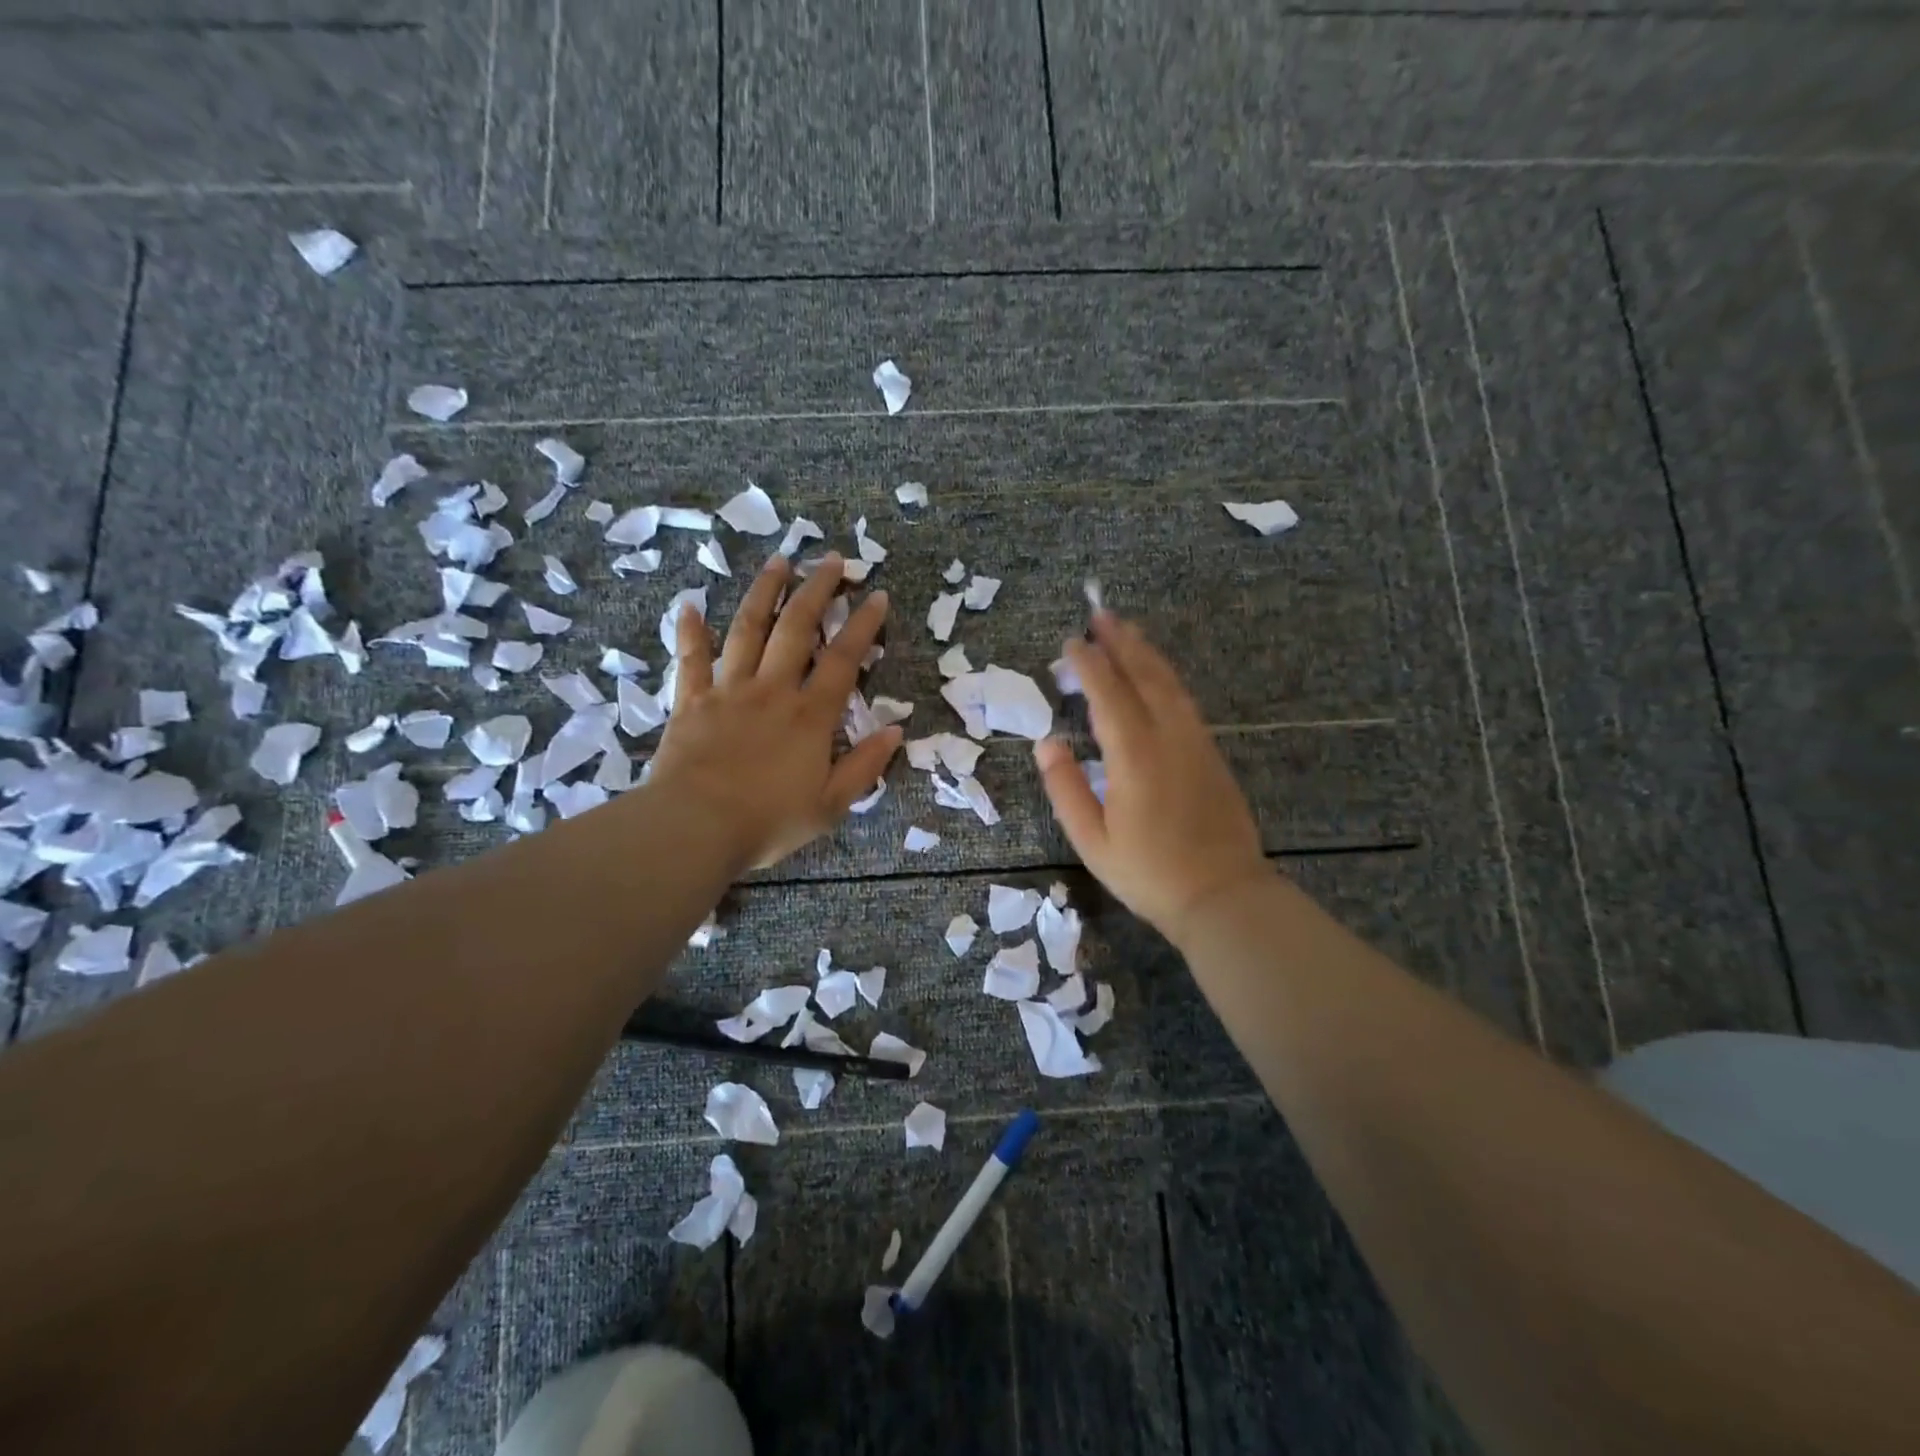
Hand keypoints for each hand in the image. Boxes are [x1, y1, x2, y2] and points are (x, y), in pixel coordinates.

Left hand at [647, 552, 902, 871]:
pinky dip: (690, 631)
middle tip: (829, 559)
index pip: (843, 660)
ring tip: (778, 561)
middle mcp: (772, 691)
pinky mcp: (691, 701)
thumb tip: (896, 731)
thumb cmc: (767, 821)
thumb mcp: (830, 805)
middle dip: (816, 590)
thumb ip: (864, 766)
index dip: (862, 625)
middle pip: (797, 628)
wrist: (695, 828)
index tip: (875, 595)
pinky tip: (689, 604)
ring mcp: (729, 691)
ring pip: (748, 630)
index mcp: (810, 716)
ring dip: (764, 592)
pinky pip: (691, 659)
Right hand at [1034, 612, 1269, 944]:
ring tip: (1127, 630)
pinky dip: (1165, 677)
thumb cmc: (1149, 873)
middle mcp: (1168, 737)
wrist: (1223, 895)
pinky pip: (1184, 701)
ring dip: (1146, 653)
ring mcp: (1195, 742)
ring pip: (1169, 684)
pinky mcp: (1210, 753)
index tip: (1071, 643)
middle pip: (1143, 676)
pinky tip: (1157, 674)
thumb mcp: (1092, 840)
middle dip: (1121, 642)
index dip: (1088, 665)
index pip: (1108, 695)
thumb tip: (1046, 744)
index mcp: (1134, 756)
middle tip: (1100, 614)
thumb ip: (1066, 788)